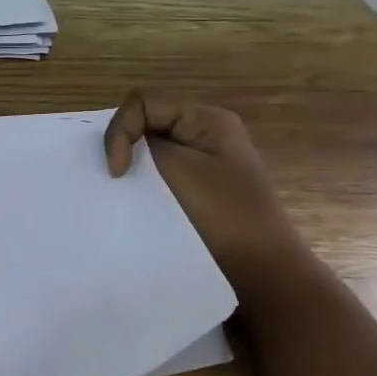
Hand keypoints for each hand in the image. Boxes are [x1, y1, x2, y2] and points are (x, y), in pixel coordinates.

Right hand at [103, 90, 311, 291]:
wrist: (259, 272)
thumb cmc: (220, 215)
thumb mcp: (177, 168)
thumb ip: (143, 144)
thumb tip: (127, 146)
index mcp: (207, 120)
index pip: (143, 103)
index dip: (121, 130)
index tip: (117, 171)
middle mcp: (207, 134)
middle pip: (148, 123)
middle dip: (125, 147)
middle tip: (116, 179)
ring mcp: (205, 162)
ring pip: (152, 150)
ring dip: (134, 168)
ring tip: (125, 193)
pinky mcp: (199, 189)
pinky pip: (162, 174)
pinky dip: (144, 184)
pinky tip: (139, 204)